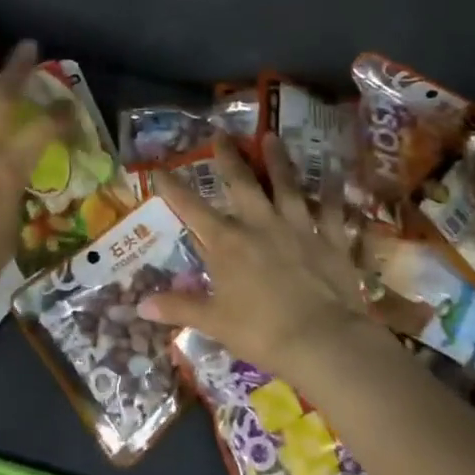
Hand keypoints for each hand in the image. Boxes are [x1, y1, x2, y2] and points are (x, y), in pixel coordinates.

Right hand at [141, 131, 379, 376]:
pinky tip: (335, 175)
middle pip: (242, 183)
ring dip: (278, 160)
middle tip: (223, 134)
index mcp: (227, 243)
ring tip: (272, 136)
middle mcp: (259, 224)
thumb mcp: (214, 322)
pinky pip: (331, 210)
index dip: (173, 187)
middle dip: (229, 157)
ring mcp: (297, 227)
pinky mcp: (330, 239)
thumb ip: (179, 307)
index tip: (159, 168)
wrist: (323, 341)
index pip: (191, 208)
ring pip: (286, 185)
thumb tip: (140, 306)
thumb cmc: (261, 332)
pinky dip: (332, 192)